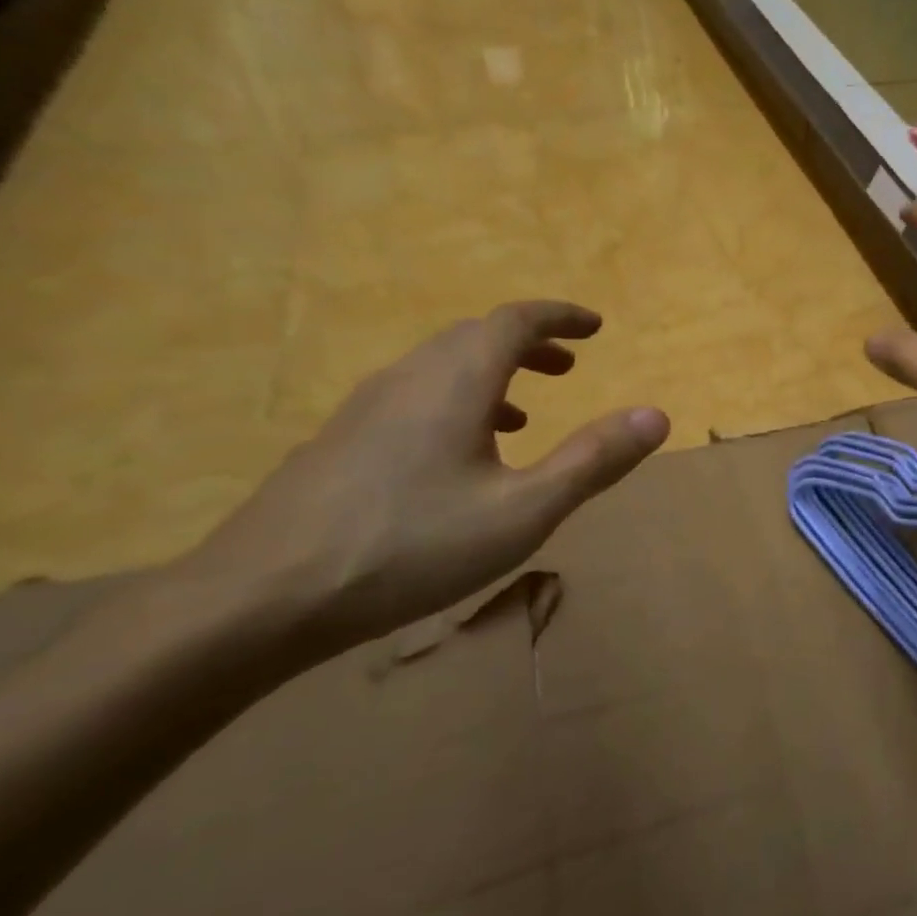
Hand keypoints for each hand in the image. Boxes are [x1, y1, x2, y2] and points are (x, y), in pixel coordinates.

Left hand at [184, 302, 668, 661]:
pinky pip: (414, 396)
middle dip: (530, 343)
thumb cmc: (410, 547)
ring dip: (493, 373)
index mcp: (456, 381)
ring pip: (441, 367)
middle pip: (476, 337)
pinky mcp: (341, 441)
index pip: (515, 320)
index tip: (595, 327)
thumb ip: (593, 460)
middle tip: (570, 365)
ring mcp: (366, 408)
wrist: (259, 599)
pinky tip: (461, 456)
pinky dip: (456, 402)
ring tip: (527, 410)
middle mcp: (409, 378)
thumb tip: (657, 415)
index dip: (560, 316)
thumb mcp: (523, 511)